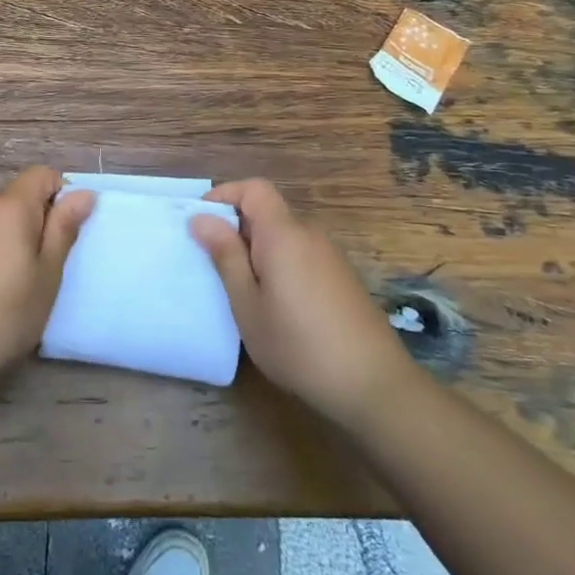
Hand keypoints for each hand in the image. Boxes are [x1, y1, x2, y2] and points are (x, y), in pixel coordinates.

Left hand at [0, 167, 94, 390]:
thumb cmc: (3, 314)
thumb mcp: (47, 276)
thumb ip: (64, 229)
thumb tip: (83, 193)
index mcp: (9, 207)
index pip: (41, 174)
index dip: (60, 196)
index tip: (63, 236)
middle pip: (16, 199)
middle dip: (34, 225)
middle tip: (40, 271)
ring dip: (8, 241)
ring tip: (10, 288)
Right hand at [191, 179, 413, 414]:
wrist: (374, 386)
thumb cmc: (298, 345)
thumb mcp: (248, 304)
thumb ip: (225, 256)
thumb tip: (201, 218)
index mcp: (283, 234)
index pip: (254, 188)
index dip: (225, 195)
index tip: (201, 224)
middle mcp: (310, 235)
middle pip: (268, 213)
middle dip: (237, 229)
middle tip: (214, 266)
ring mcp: (331, 257)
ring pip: (284, 237)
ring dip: (258, 251)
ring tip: (243, 291)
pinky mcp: (342, 279)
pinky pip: (301, 256)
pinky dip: (280, 266)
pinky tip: (277, 307)